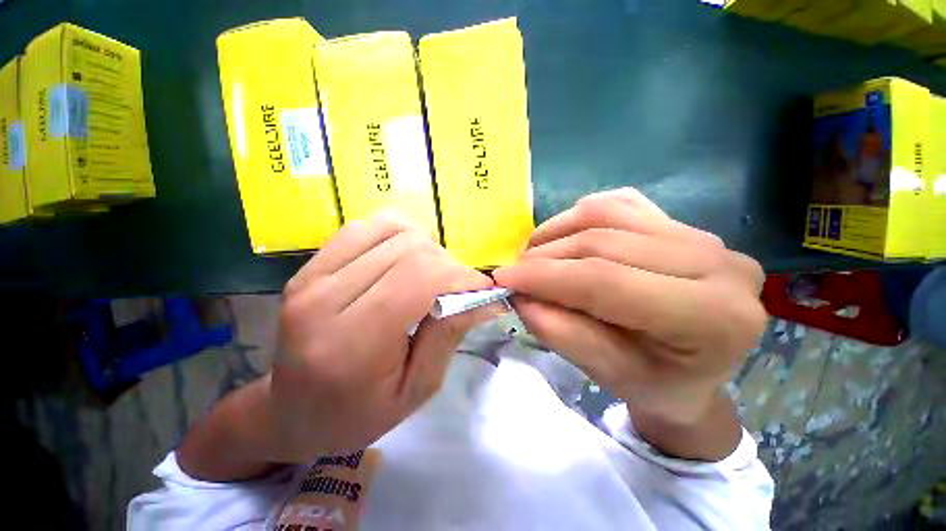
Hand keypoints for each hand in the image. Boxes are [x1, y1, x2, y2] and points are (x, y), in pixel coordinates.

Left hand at [269, 215, 497, 462]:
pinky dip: (396, 236)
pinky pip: (364, 228)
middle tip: (458, 287)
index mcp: (352, 344)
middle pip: (407, 249)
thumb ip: (449, 336)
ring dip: (424, 246)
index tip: (483, 288)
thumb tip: (486, 298)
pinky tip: (403, 259)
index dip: (460, 276)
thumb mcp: (417, 389)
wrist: (292, 411)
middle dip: (447, 263)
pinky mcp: (308, 267)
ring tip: (432, 273)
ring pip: (388, 229)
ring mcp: (310, 277)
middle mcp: (324, 300)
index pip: (418, 279)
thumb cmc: (358, 414)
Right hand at [494, 189, 765, 426]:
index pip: (606, 280)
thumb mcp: (604, 373)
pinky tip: (562, 238)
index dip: (546, 277)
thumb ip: (560, 332)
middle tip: (514, 273)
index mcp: (712, 316)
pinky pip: (617, 204)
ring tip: (532, 256)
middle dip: (544, 257)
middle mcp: (718, 263)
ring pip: (605, 214)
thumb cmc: (654, 384)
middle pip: (603, 242)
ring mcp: (699, 233)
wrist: (692, 370)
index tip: (503, 279)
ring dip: (555, 232)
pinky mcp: (678, 222)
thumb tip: (520, 295)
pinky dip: (577, 218)